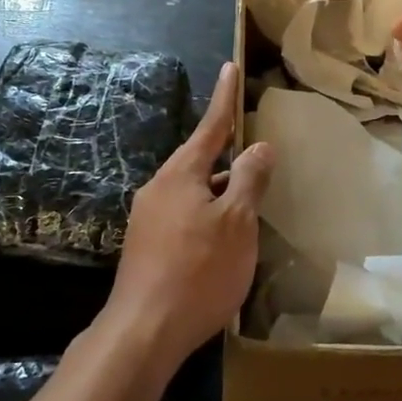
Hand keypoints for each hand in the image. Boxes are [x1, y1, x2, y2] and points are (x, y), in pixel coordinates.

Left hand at [107, 62, 274, 367]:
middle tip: (254, 155)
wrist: (143, 332)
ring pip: (193, 192)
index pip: (210, 126)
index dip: (224, 97)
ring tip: (247, 205)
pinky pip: (184, 216)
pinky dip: (208, 216)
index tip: (229, 68)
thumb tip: (258, 146)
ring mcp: (148, 219)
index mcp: (181, 174)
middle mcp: (159, 188)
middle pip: (199, 161)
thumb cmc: (198, 271)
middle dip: (227, 156)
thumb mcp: (236, 223)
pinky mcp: (147, 246)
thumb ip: (248, 180)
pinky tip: (222, 241)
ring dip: (219, 192)